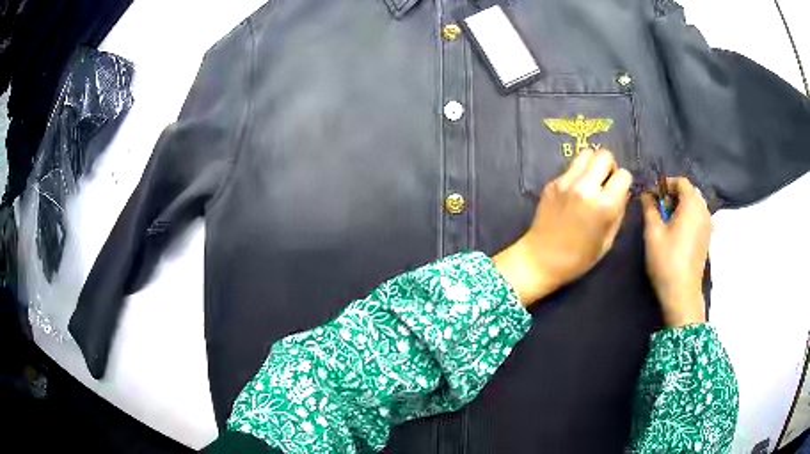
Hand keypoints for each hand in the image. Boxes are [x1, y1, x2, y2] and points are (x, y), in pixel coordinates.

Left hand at [495, 148, 632, 305]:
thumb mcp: (608, 240)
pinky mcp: (552, 182)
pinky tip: (574, 192)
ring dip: (593, 164)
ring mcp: (566, 182)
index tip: (619, 192)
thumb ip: (619, 212)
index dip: (624, 183)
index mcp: (604, 205)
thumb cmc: (578, 258)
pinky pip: (571, 167)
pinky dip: (577, 174)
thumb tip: (623, 192)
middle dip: (610, 166)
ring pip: (586, 153)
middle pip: (604, 154)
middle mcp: (585, 187)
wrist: (540, 259)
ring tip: (591, 181)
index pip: (623, 175)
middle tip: (606, 182)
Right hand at [641, 177, 710, 327]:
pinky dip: (688, 218)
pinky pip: (698, 217)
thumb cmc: (667, 260)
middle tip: (659, 209)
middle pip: (690, 192)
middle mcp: (704, 210)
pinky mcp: (707, 238)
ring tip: (667, 221)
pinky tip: (678, 233)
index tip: (653, 196)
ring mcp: (708, 225)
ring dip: (681, 207)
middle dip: (674, 195)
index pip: (681, 181)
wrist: (682, 294)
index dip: (666, 184)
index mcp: (692, 204)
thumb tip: (646, 194)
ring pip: (695, 205)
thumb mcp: (653, 233)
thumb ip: (650, 208)